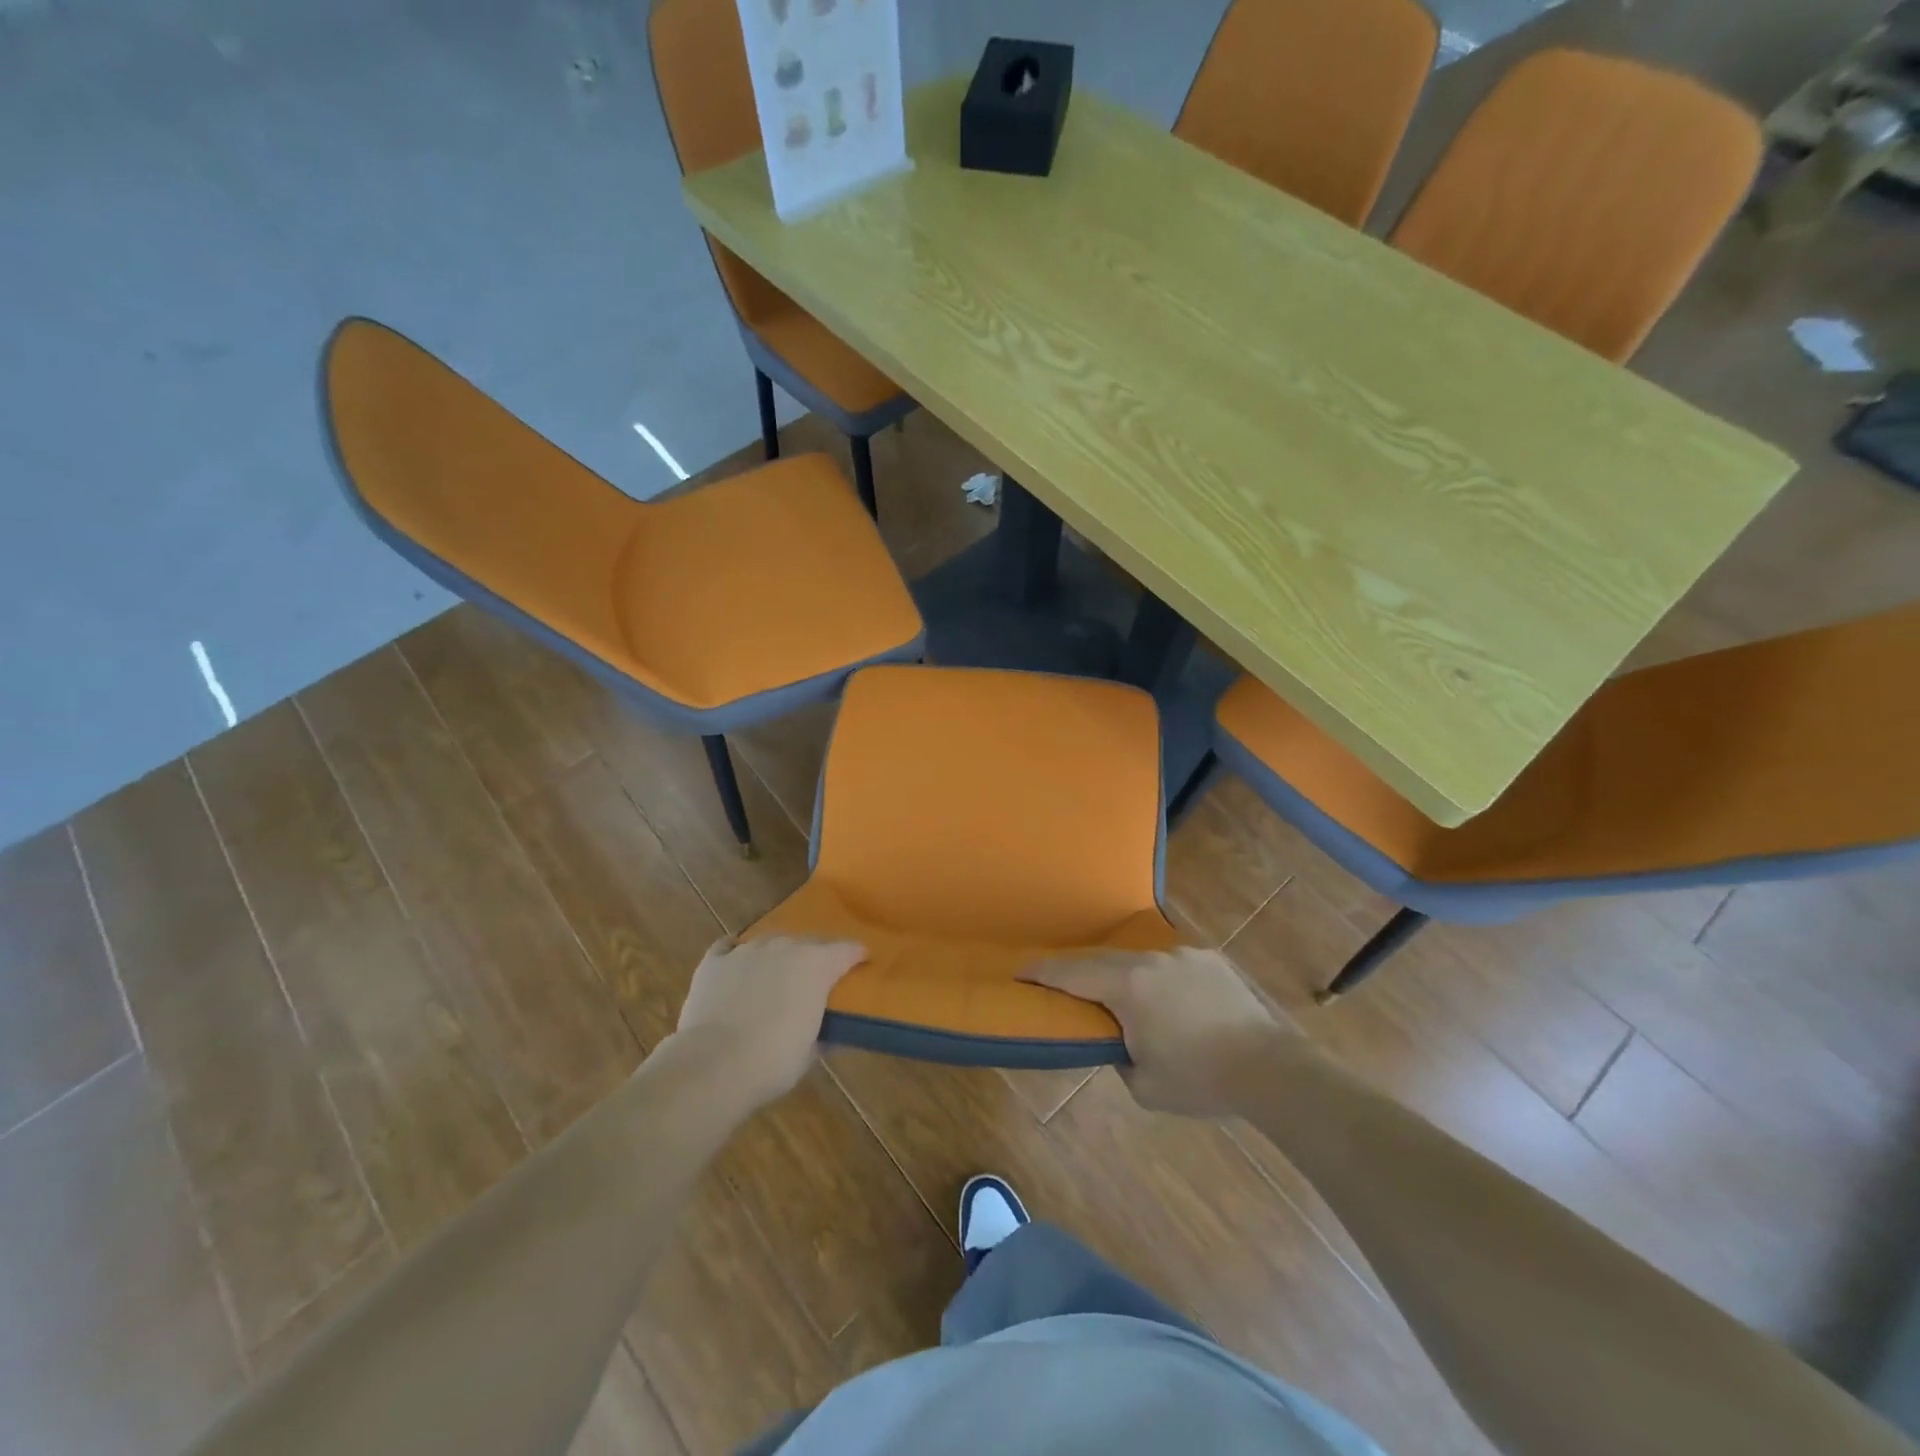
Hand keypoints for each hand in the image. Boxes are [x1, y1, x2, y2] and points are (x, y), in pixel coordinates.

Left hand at [673, 936, 865, 1106]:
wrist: (714, 1064)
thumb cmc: (773, 1061)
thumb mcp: (810, 1051)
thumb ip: (822, 1032)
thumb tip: (828, 1031)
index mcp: (816, 965)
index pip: (847, 950)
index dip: (856, 955)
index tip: (862, 962)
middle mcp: (784, 947)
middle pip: (808, 942)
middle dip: (815, 956)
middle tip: (816, 978)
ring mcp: (747, 950)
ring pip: (770, 942)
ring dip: (777, 955)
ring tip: (775, 974)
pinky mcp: (714, 962)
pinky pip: (728, 947)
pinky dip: (735, 954)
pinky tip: (736, 964)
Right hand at [1021, 948, 1286, 1116]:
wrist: (1269, 1068)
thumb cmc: (1200, 1080)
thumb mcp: (1145, 1086)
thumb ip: (1119, 1058)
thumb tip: (1119, 1043)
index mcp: (1128, 987)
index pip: (1072, 974)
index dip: (1042, 972)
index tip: (1019, 970)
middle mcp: (1151, 961)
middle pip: (1102, 960)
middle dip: (1079, 972)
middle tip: (1061, 983)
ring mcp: (1182, 955)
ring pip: (1139, 960)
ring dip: (1123, 976)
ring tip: (1125, 998)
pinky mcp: (1209, 959)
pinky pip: (1171, 964)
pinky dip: (1159, 979)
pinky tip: (1171, 1000)